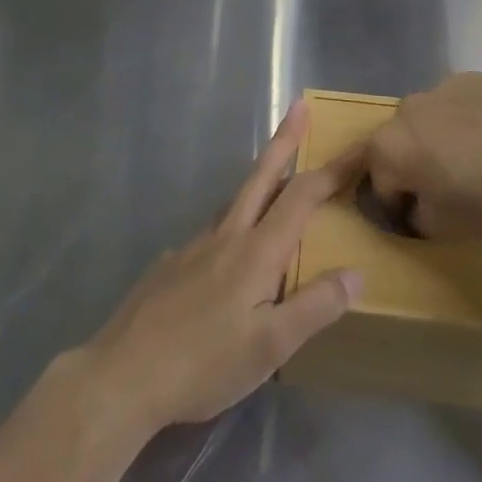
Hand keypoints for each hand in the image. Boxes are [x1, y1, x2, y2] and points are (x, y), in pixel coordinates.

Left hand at [80, 101, 363, 436]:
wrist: (123, 375)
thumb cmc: (204, 363)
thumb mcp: (270, 346)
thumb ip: (315, 307)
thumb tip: (356, 273)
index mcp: (256, 251)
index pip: (302, 195)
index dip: (333, 170)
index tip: (358, 146)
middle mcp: (226, 235)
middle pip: (261, 176)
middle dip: (284, 139)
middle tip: (299, 106)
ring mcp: (193, 246)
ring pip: (234, 202)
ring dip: (259, 181)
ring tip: (276, 183)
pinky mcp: (171, 265)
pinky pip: (211, 234)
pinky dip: (231, 227)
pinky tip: (228, 256)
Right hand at [366, 72, 481, 240]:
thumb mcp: (444, 228)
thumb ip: (416, 216)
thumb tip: (417, 203)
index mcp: (389, 147)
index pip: (379, 181)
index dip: (396, 204)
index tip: (419, 217)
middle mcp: (405, 110)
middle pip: (399, 142)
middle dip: (412, 163)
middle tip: (444, 186)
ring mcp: (439, 88)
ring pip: (428, 118)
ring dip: (437, 137)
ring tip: (474, 160)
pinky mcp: (472, 79)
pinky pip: (458, 102)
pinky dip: (466, 119)